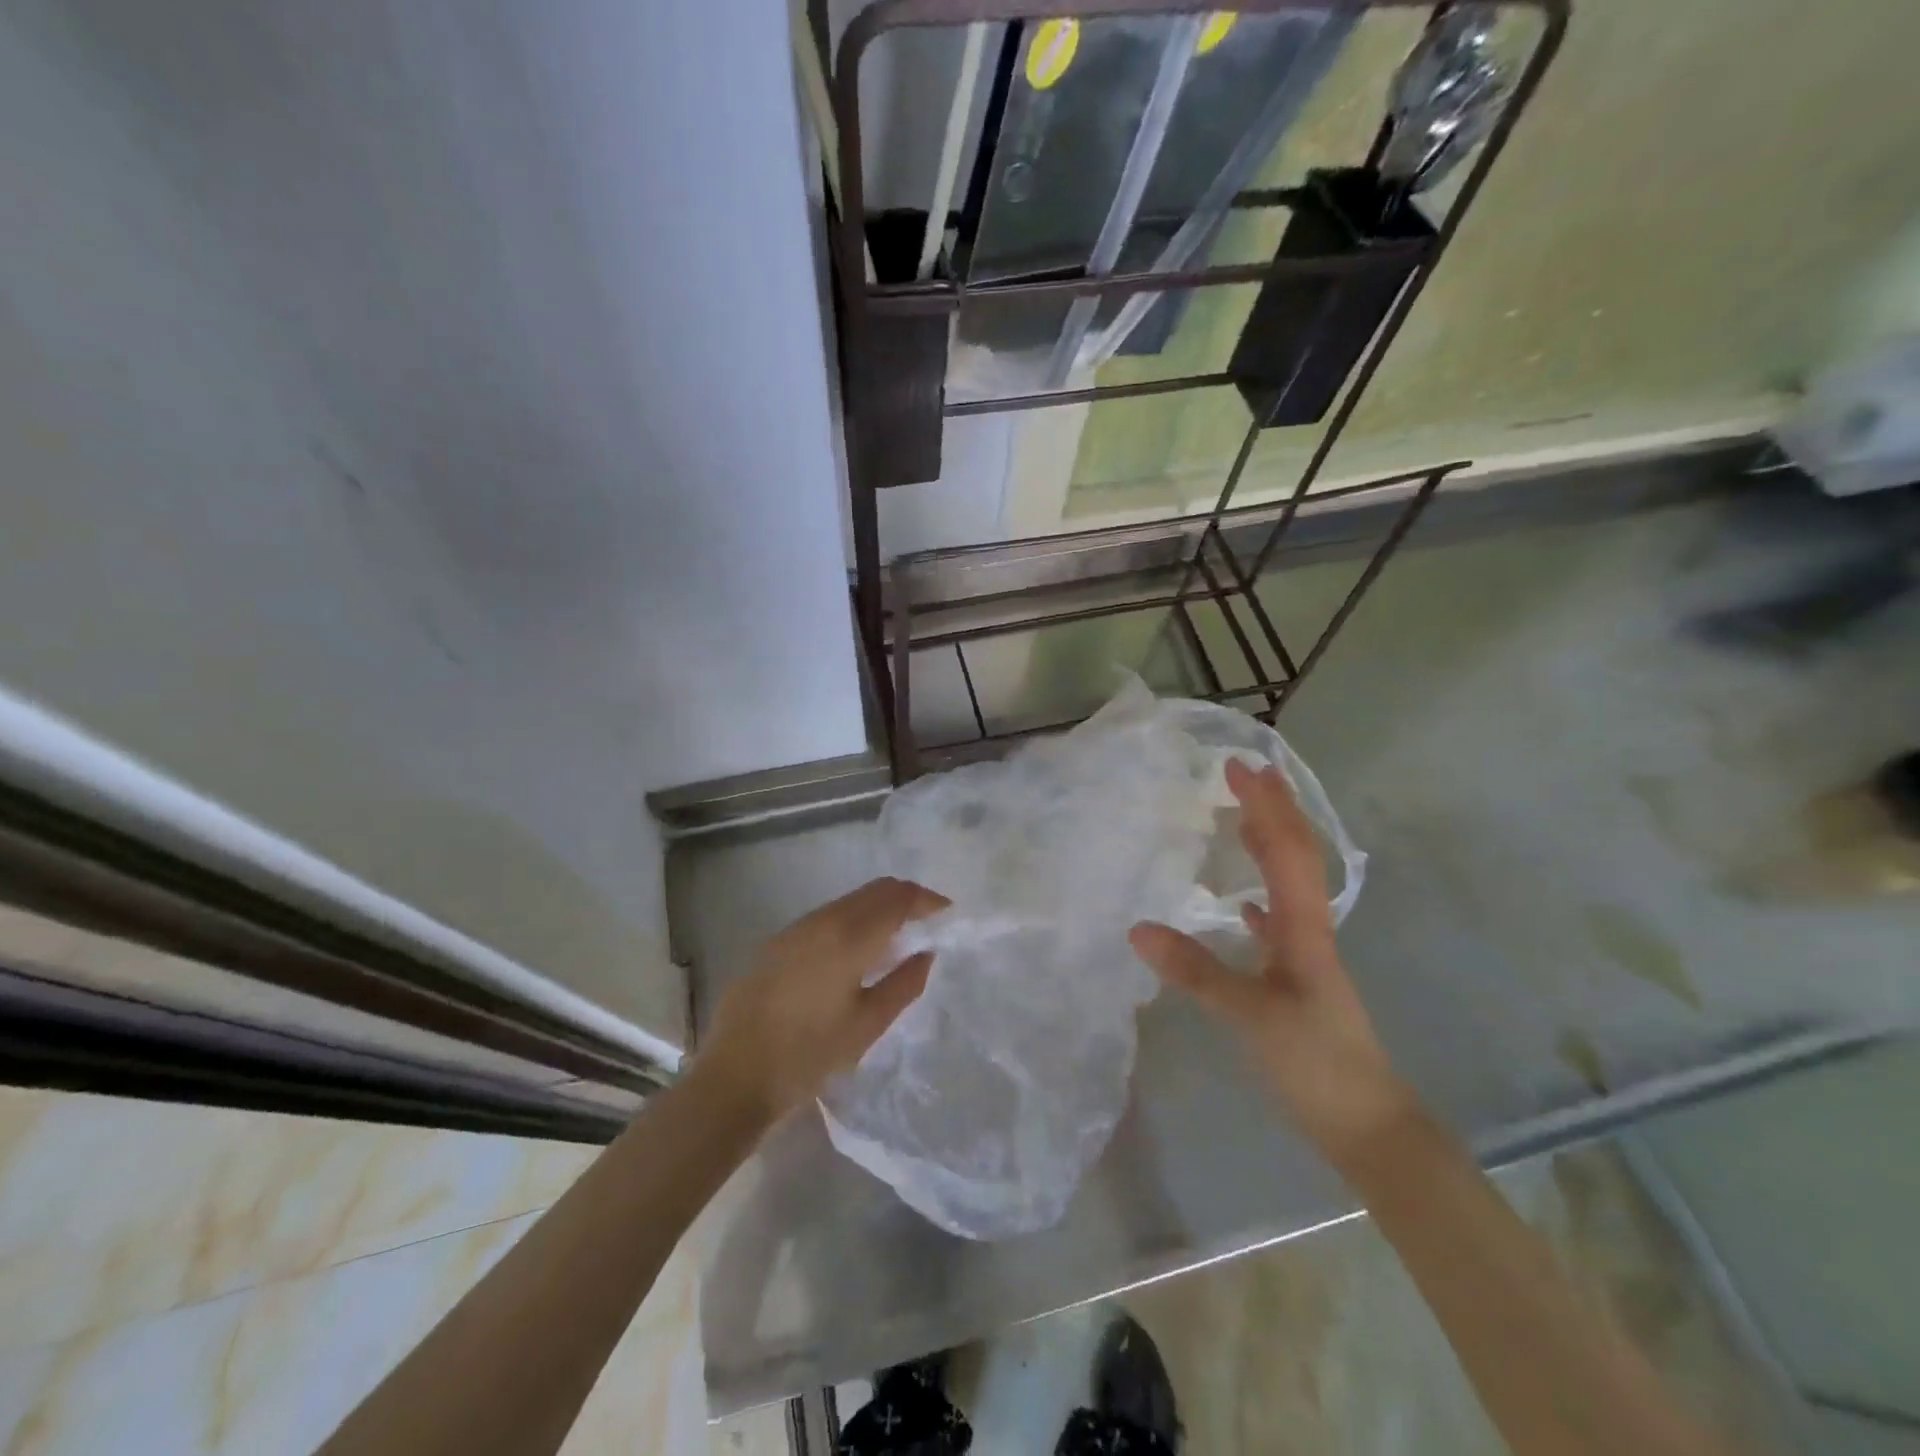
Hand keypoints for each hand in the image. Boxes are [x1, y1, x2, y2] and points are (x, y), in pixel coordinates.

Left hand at [694, 877, 948, 1125]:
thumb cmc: (808, 1056)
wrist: (733, 1078)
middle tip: (928, 922)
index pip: (898, 897)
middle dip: (906, 898)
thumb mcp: (867, 1026)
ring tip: (896, 939)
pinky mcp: (776, 942)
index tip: (947, 913)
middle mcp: (822, 920)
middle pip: (874, 890)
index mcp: (849, 936)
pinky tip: (856, 952)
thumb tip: (926, 953)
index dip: (927, 900)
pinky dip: (852, 921)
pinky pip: (826, 916)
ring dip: (878, 908)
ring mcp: (795, 928)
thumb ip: (904, 983)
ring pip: (849, 901)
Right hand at [1129, 758, 1412, 1160]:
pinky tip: (1247, 902)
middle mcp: (1310, 929)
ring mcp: (1307, 953)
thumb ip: (1195, 971)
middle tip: (1243, 773)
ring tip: (1245, 816)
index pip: (1287, 851)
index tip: (1238, 767)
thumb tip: (1137, 927)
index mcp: (1304, 928)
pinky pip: (1280, 919)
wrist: (1366, 1124)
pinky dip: (1265, 896)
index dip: (1266, 806)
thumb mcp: (1251, 1016)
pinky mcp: (1298, 978)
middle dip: (1272, 810)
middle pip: (1295, 855)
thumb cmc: (1315, 1064)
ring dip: (1271, 843)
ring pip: (1289, 883)